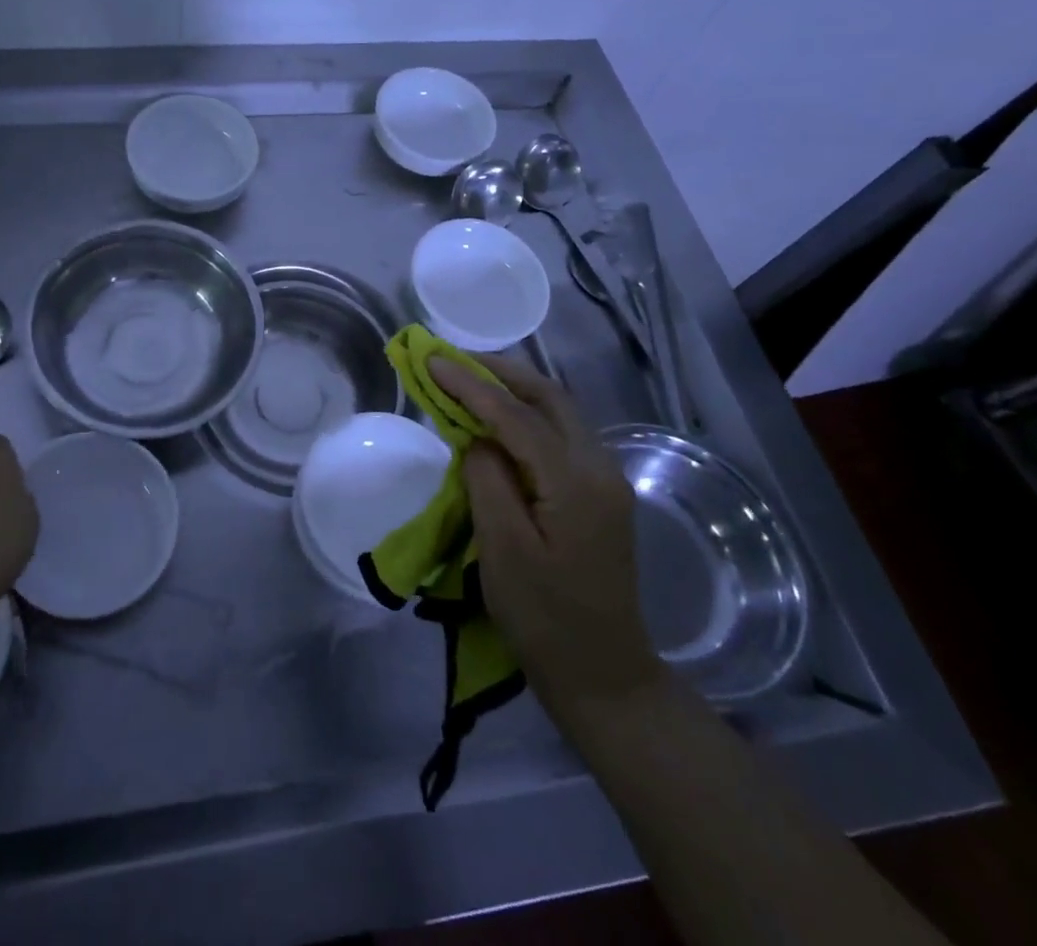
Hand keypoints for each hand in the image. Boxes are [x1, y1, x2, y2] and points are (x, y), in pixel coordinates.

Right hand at [428, 354, 664, 720]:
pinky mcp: (599, 493)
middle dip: (498, 372)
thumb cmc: (545, 619)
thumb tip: (478, 438)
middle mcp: (600, 468)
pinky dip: (525, 414)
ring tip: (467, 380)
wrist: (604, 676)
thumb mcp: (503, 551)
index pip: (516, 416)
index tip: (431, 360)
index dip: (471, 385)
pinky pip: (560, 434)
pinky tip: (497, 420)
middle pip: (549, 397)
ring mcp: (605, 480)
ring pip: (558, 411)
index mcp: (576, 482)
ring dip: (513, 389)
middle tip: (451, 361)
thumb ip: (488, 480)